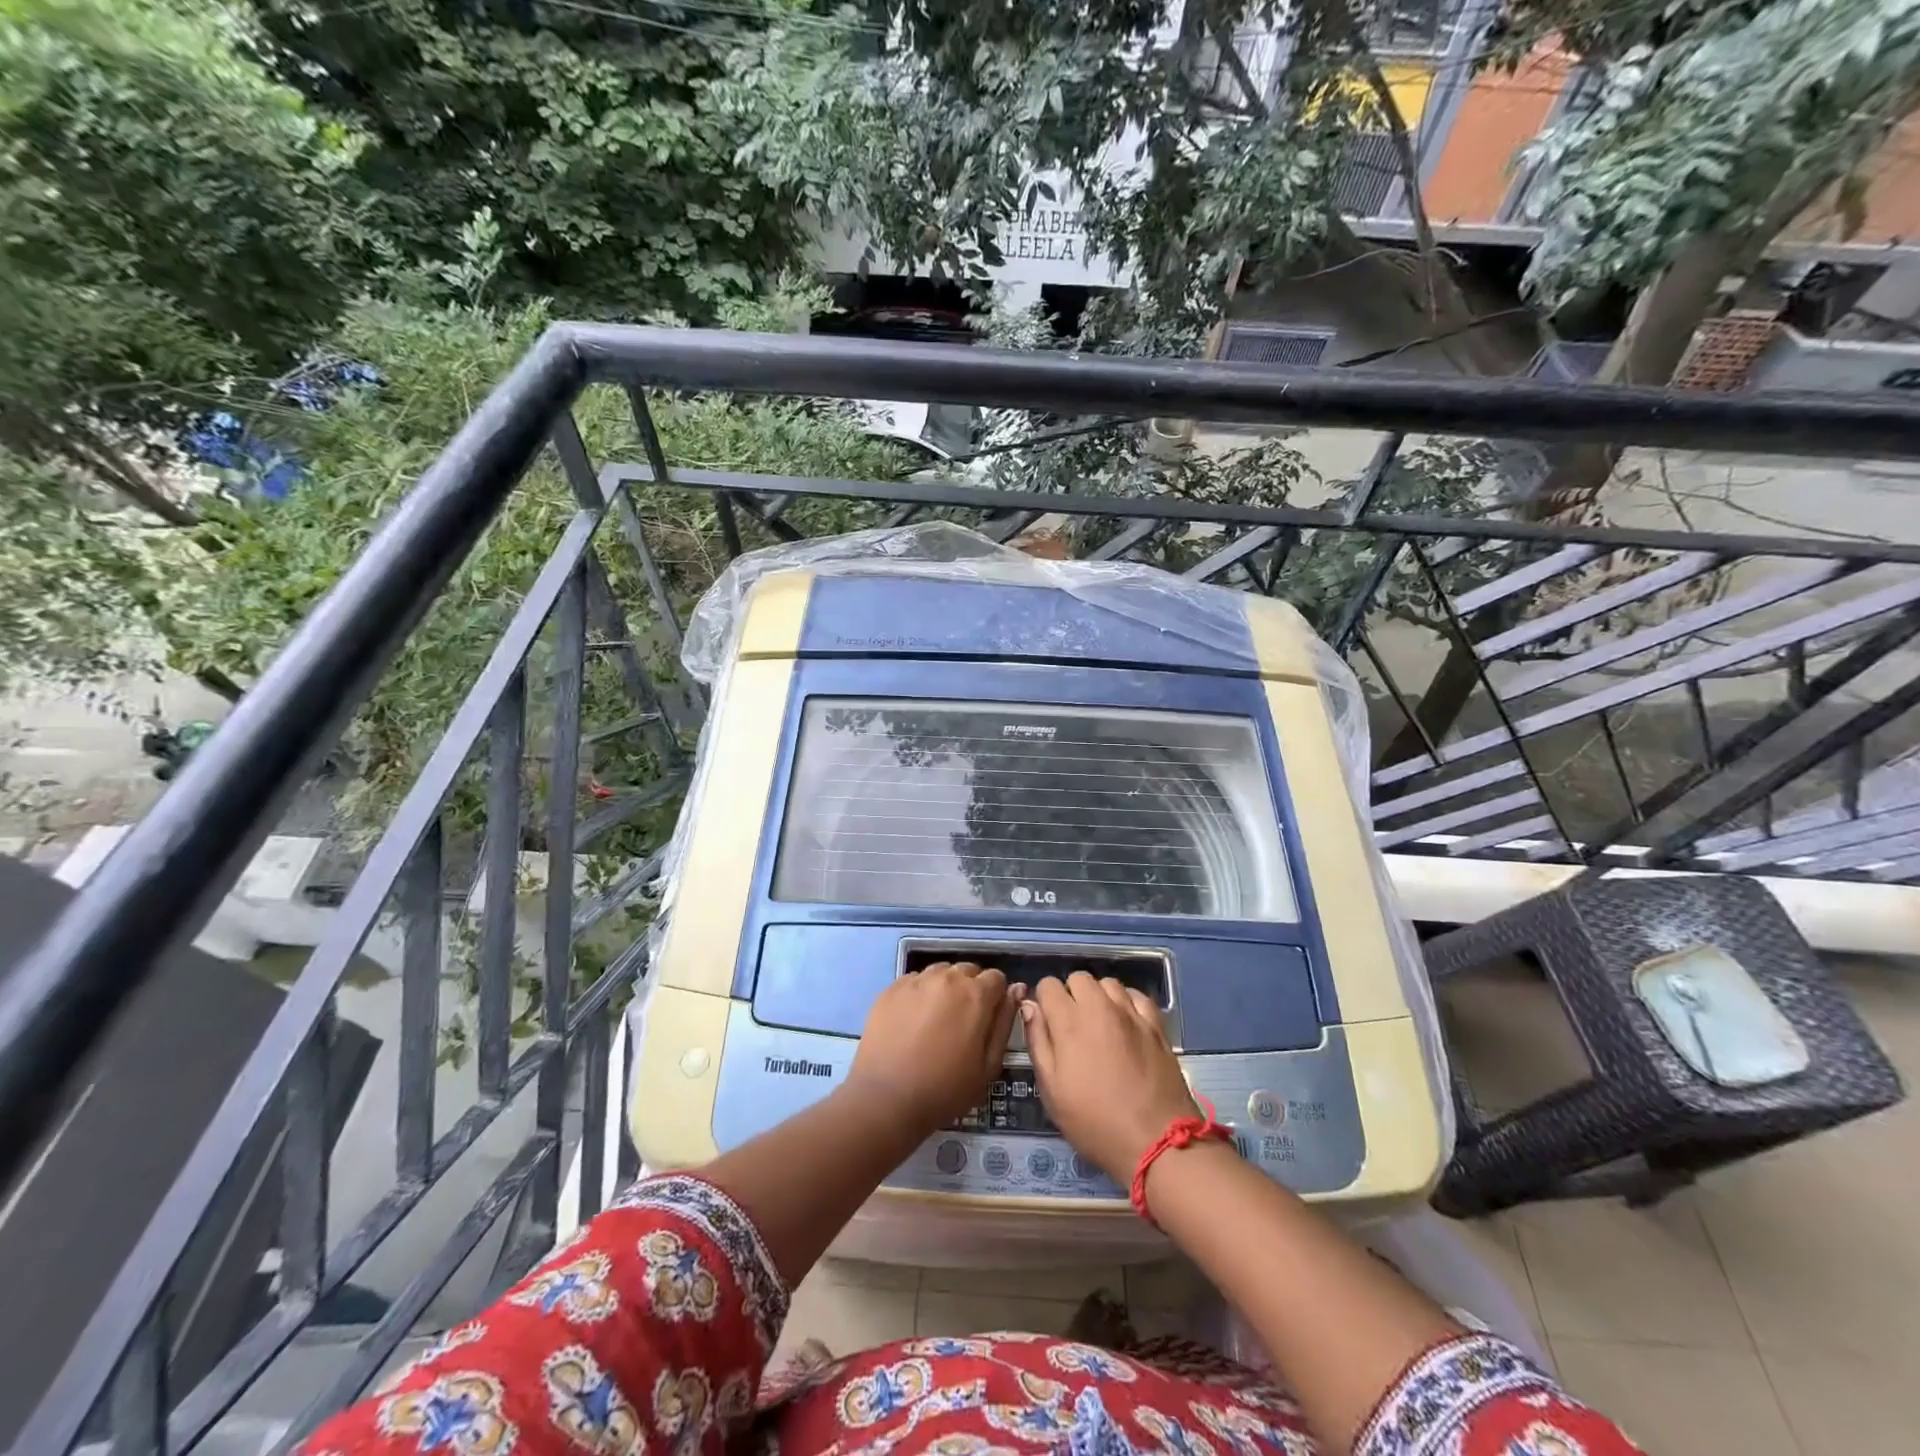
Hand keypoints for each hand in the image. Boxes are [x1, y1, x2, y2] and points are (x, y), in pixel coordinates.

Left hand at [848, 962, 1021, 1135]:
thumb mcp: (988, 1065)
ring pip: (940, 972)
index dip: (996, 997)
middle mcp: (947, 978)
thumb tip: (1016, 991)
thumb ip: (1004, 1023)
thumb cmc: (945, 1089)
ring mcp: (916, 980)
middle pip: (968, 971)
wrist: (886, 1098)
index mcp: (976, 995)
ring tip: (937, 1019)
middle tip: (962, 1021)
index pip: (997, 978)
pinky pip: (914, 981)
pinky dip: (920, 993)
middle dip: (971, 989)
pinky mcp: (891, 988)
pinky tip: (913, 1020)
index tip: (987, 1019)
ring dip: (945, 988)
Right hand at [1022, 972, 1197, 1184]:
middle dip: (1070, 995)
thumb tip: (1029, 1006)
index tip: (1047, 1024)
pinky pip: (1137, 996)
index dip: (1044, 1001)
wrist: (1156, 1142)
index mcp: (1069, 1021)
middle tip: (1072, 1027)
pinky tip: (1126, 1023)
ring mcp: (1131, 1013)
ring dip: (1099, 997)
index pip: (1048, 985)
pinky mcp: (1156, 1024)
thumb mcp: (1052, 1090)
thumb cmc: (1094, 1121)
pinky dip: (1127, 1002)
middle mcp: (1100, 1007)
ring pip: (1108, 983)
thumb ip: (1038, 1042)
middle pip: (1079, 978)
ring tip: (1100, 1024)